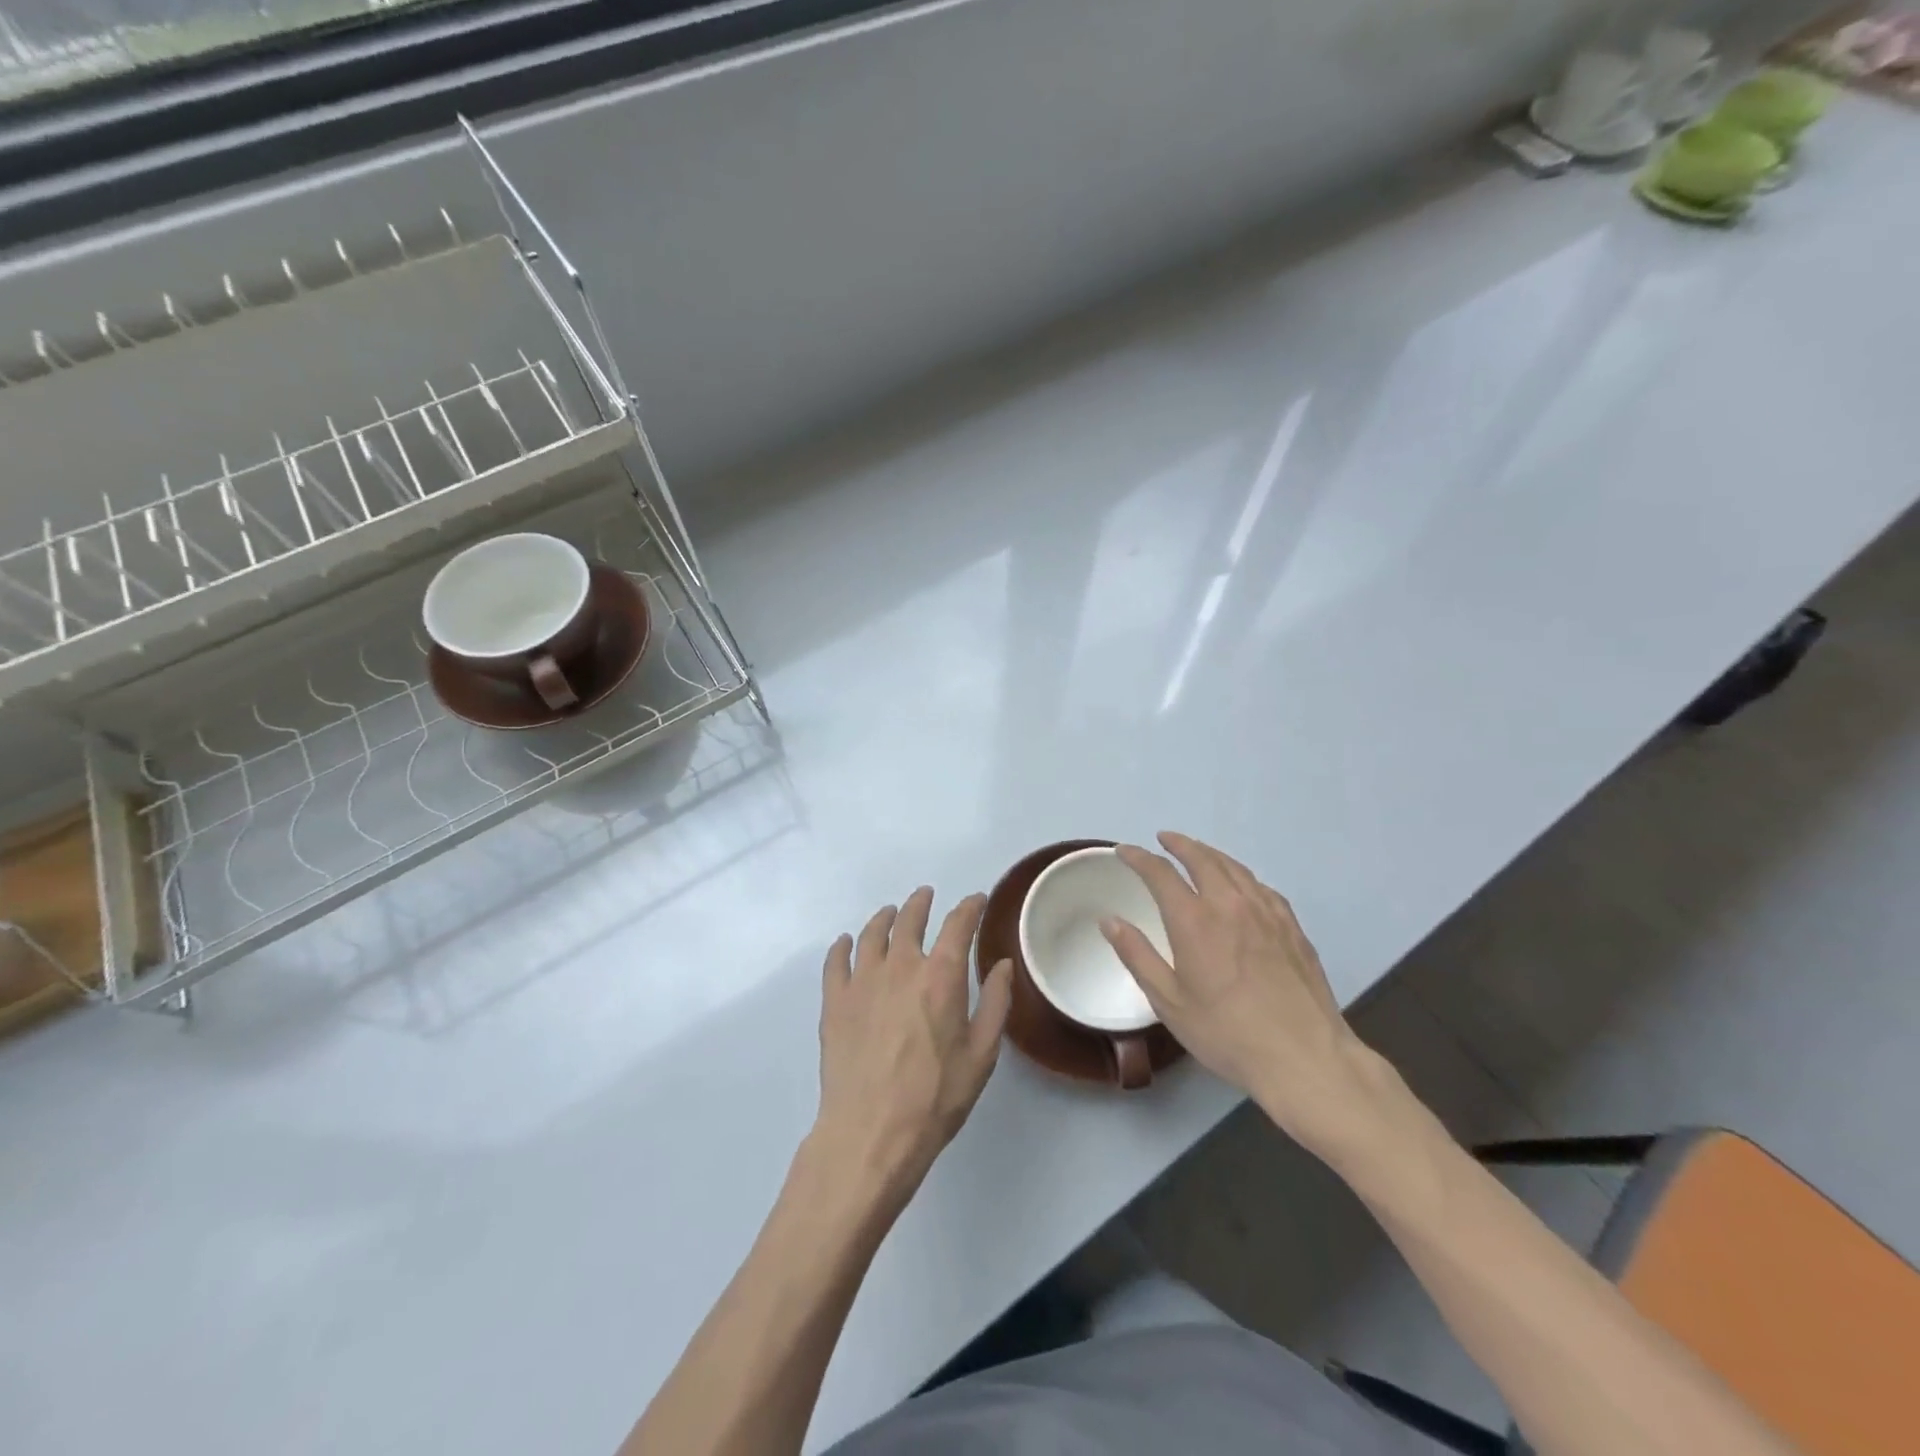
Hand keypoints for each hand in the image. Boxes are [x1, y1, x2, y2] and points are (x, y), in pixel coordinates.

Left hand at [812, 888, 1013, 1205]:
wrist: (871, 1132)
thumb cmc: (935, 1097)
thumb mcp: (981, 1054)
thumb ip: (995, 1003)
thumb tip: (1002, 964)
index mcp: (941, 976)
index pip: (958, 925)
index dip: (969, 907)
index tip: (976, 900)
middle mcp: (901, 966)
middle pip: (909, 920)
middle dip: (921, 904)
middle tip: (925, 896)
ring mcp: (862, 981)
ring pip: (872, 934)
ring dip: (883, 918)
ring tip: (890, 913)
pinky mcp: (834, 1001)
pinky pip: (836, 961)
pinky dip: (842, 946)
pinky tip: (846, 943)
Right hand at [1101, 832, 1392, 1159]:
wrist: (1305, 1058)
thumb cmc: (1227, 1034)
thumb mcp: (1169, 1002)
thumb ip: (1137, 956)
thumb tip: (1110, 921)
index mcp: (1194, 921)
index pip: (1160, 873)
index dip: (1139, 857)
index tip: (1124, 851)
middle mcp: (1230, 905)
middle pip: (1202, 858)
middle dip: (1179, 844)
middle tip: (1163, 839)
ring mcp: (1267, 913)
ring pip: (1235, 868)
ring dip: (1210, 854)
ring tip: (1198, 853)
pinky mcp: (1292, 927)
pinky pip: (1261, 887)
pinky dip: (1241, 876)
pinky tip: (1241, 886)